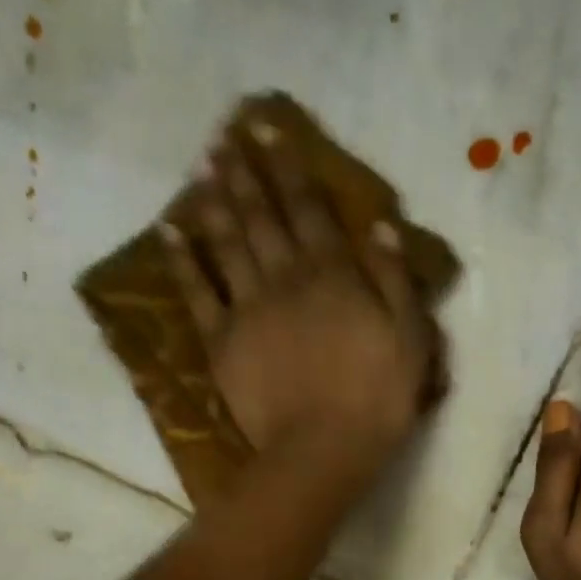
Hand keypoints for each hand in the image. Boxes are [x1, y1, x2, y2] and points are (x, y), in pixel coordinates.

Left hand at [162, 121, 436, 481]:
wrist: (323, 451)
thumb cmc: (377, 401)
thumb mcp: (411, 340)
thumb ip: (395, 280)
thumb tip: (379, 226)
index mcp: (333, 275)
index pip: (310, 209)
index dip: (289, 167)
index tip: (269, 128)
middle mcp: (286, 278)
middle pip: (263, 217)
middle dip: (246, 174)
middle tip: (227, 137)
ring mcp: (248, 309)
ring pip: (227, 243)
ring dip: (214, 202)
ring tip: (202, 168)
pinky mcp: (222, 343)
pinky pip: (197, 293)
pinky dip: (182, 261)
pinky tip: (170, 233)